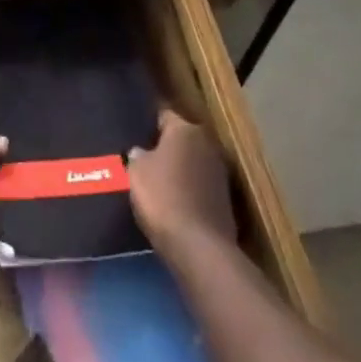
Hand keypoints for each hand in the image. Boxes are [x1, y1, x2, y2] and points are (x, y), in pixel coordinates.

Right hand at [130, 108, 236, 256]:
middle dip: (165, 146)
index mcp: (185, 129)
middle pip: (181, 139)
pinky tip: (173, 201)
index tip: (135, 133)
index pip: (164, 115)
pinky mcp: (225, 199)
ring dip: (179, 169)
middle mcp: (206, 143)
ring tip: (157, 181)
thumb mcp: (136, 171)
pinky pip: (200, 185)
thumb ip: (138, 155)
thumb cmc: (163, 197)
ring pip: (192, 162)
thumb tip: (140, 151)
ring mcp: (219, 172)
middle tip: (144, 157)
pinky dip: (188, 189)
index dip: (148, 124)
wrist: (198, 246)